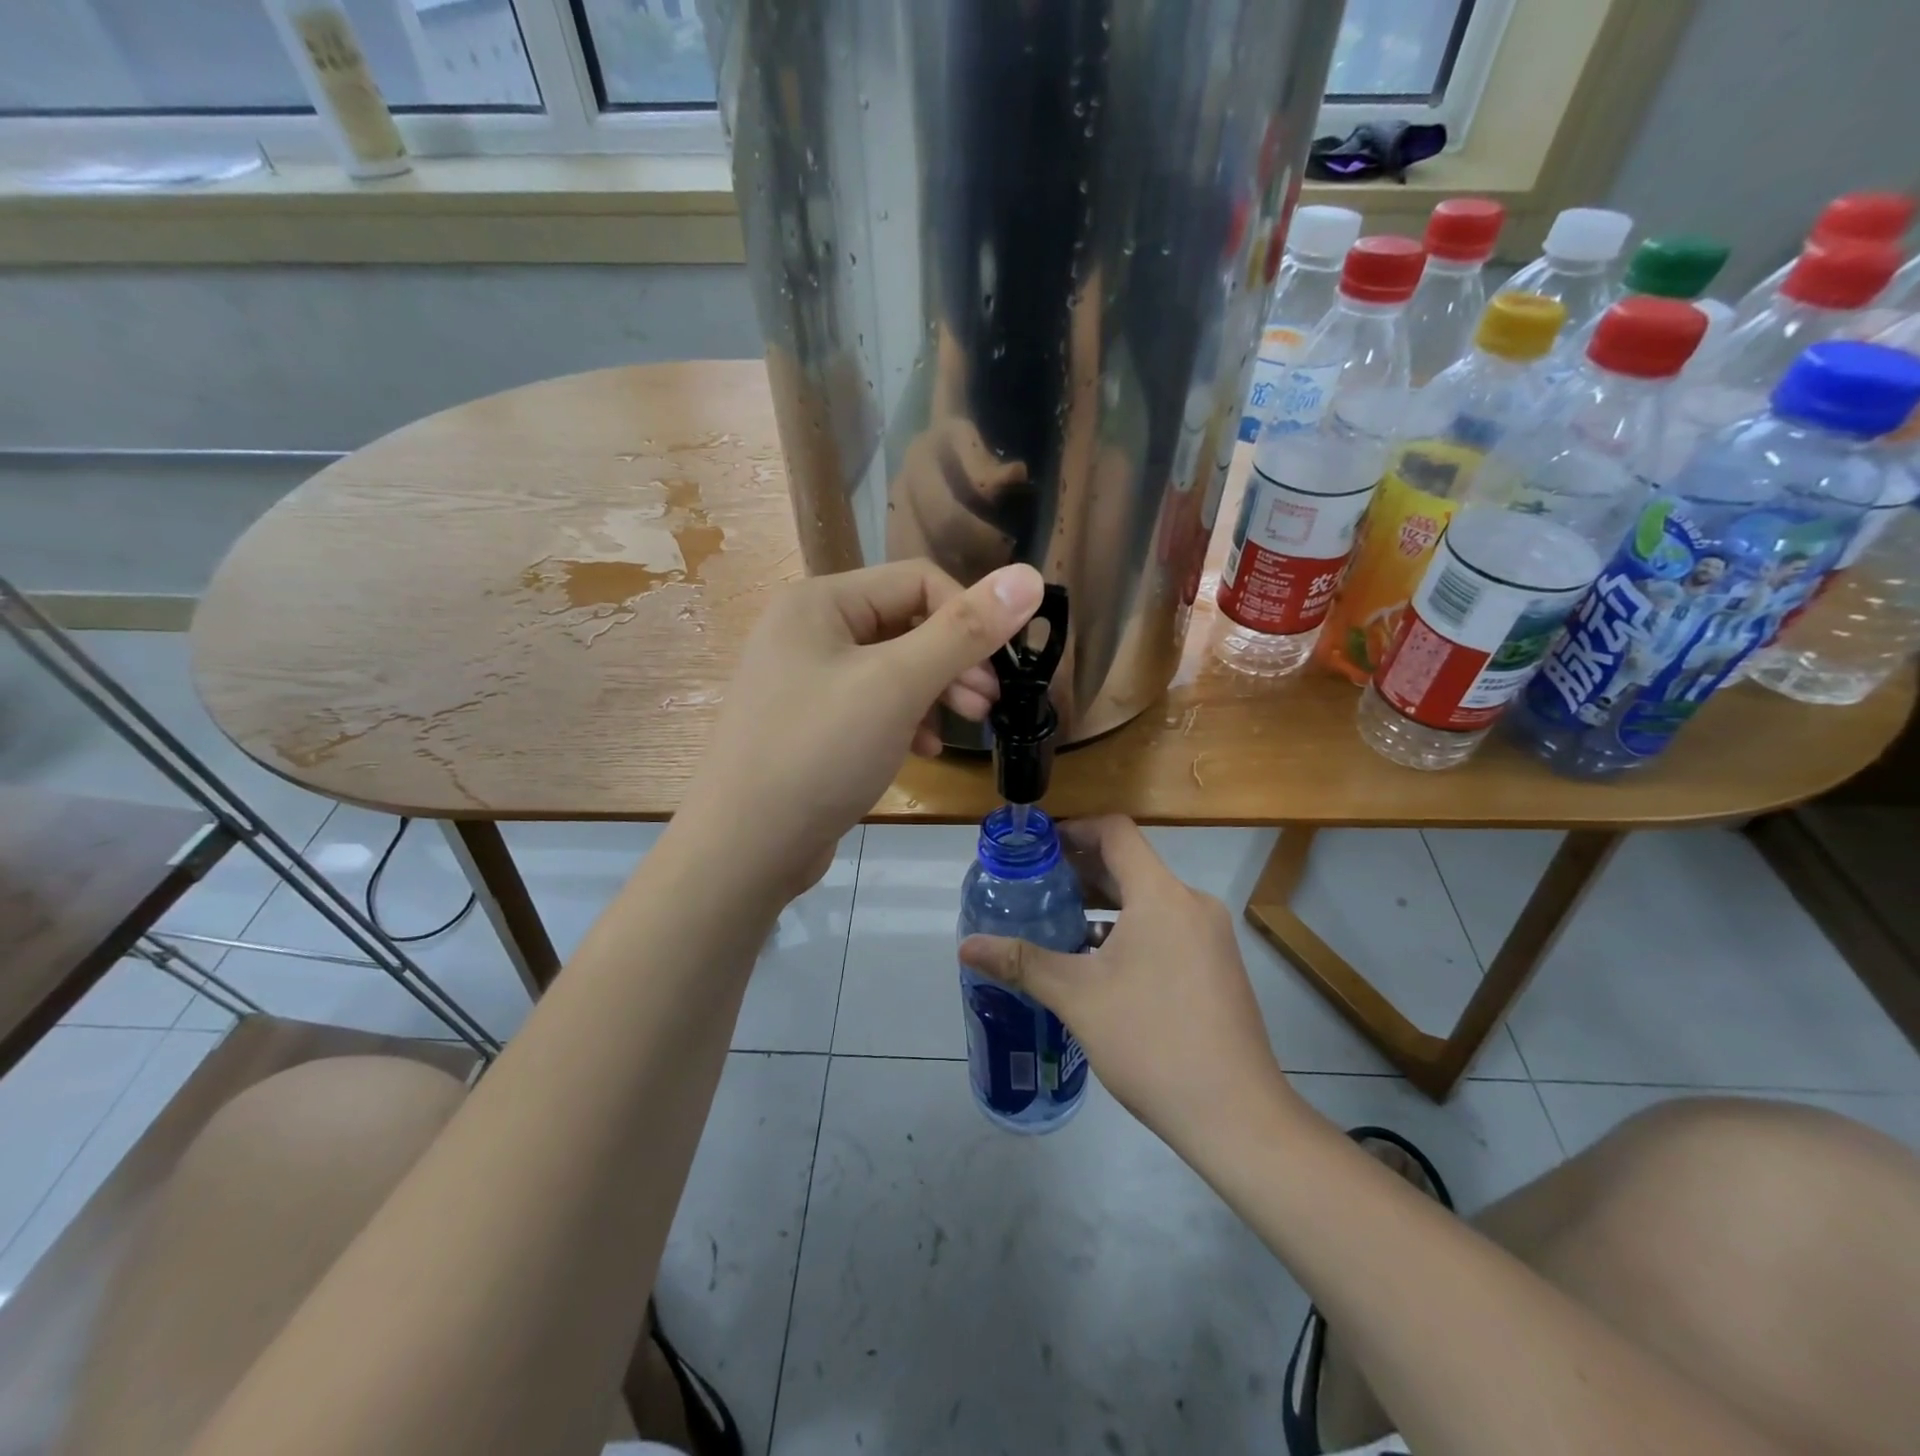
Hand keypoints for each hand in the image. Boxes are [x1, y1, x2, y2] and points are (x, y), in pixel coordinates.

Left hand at [683, 559, 1044, 897]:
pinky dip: (906, 720)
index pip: (918, 581)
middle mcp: (808, 630)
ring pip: (892, 668)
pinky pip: (872, 704)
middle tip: (988, 705)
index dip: (968, 618)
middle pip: (906, 624)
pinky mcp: (810, 723)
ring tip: (966, 727)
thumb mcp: (898, 686)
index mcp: (821, 602)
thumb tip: (1029, 576)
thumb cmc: (820, 753)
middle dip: (954, 661)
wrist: (743, 849)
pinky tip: (924, 751)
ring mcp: (805, 679)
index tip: (999, 672)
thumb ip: (965, 631)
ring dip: (936, 692)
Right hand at [959, 816, 1294, 1151]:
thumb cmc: (1151, 1041)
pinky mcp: (1217, 966)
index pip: (1115, 832)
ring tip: (1059, 924)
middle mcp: (1192, 904)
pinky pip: (1167, 928)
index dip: (1074, 829)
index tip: (1038, 849)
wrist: (1235, 1115)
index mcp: (1161, 895)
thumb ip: (1022, 962)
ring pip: (1149, 900)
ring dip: (1105, 904)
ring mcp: (1210, 937)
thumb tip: (966, 947)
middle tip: (1036, 888)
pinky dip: (1130, 930)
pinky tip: (1098, 964)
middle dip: (1081, 871)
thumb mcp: (1077, 997)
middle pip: (1131, 865)